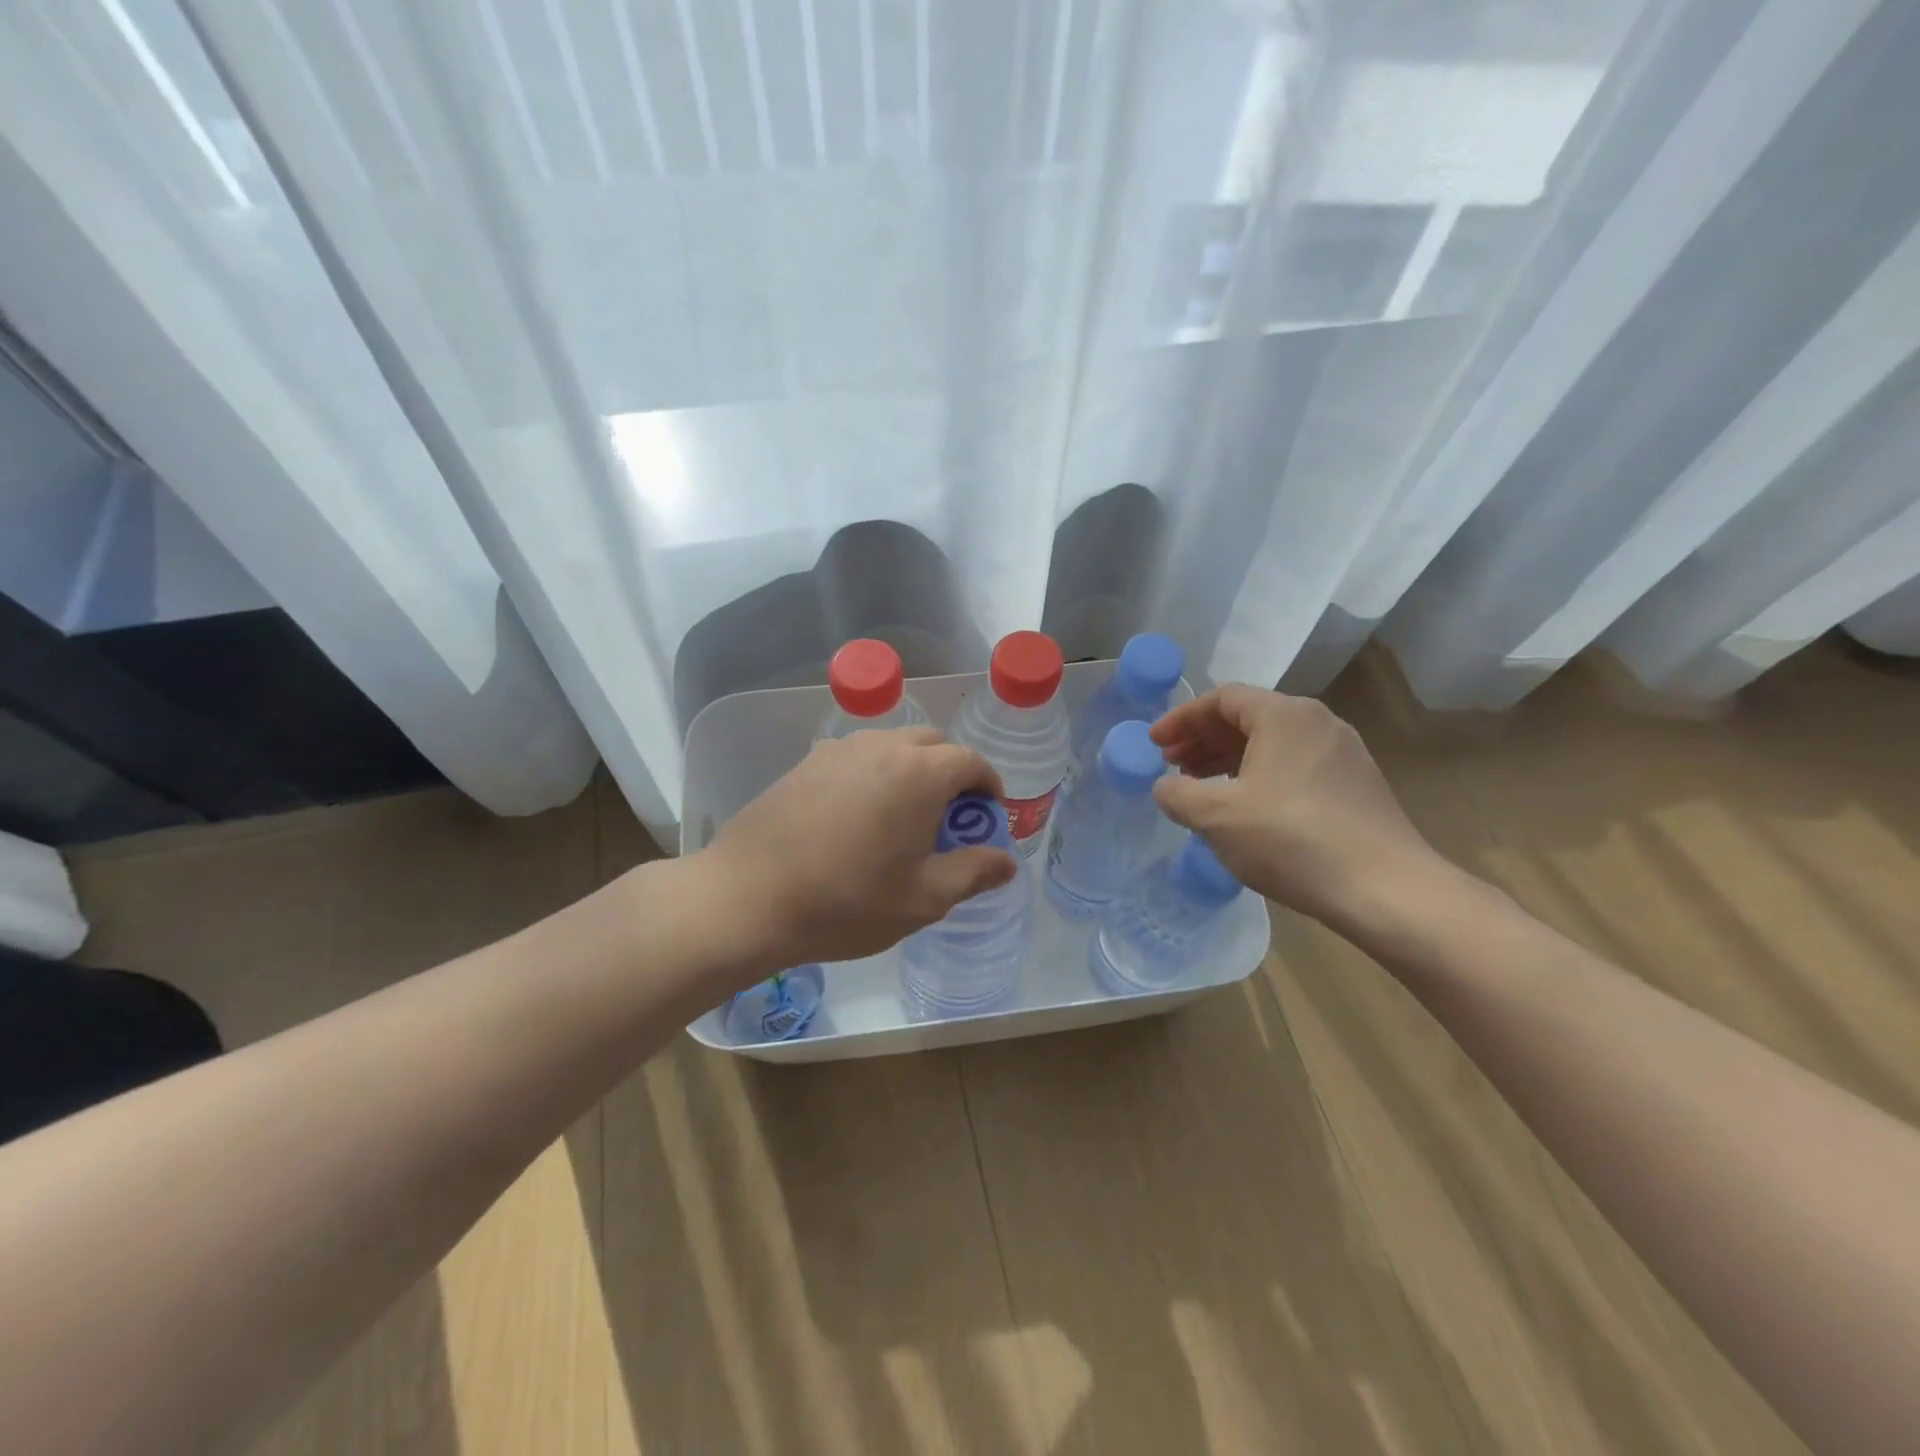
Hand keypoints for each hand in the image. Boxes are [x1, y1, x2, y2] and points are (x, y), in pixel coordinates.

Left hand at [704, 727, 1017, 966]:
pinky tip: (856, 818)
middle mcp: (882, 747)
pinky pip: (856, 757)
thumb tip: (1006, 861)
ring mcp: (839, 750)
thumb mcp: (923, 899)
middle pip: (933, 744)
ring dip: (911, 770)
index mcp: (920, 773)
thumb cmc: (847, 902)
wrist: (748, 898)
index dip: (988, 788)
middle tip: (945, 820)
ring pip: (892, 746)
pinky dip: (873, 775)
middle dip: (951, 774)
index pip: (971, 762)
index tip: (987, 818)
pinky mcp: (806, 763)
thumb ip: (973, 873)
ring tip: (900, 818)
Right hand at [1149, 686, 1440, 926]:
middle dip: (1203, 740)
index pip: (1221, 699)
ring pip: (1272, 744)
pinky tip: (1245, 809)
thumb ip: (1178, 795)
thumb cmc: (1291, 840)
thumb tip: (1165, 787)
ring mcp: (1342, 754)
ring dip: (1229, 760)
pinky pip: (1294, 766)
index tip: (1154, 745)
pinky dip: (1259, 776)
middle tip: (1172, 766)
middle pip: (1248, 717)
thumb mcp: (1217, 817)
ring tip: (1202, 788)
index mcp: (1284, 715)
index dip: (1181, 719)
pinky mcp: (1356, 785)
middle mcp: (1317, 722)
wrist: (1386, 889)